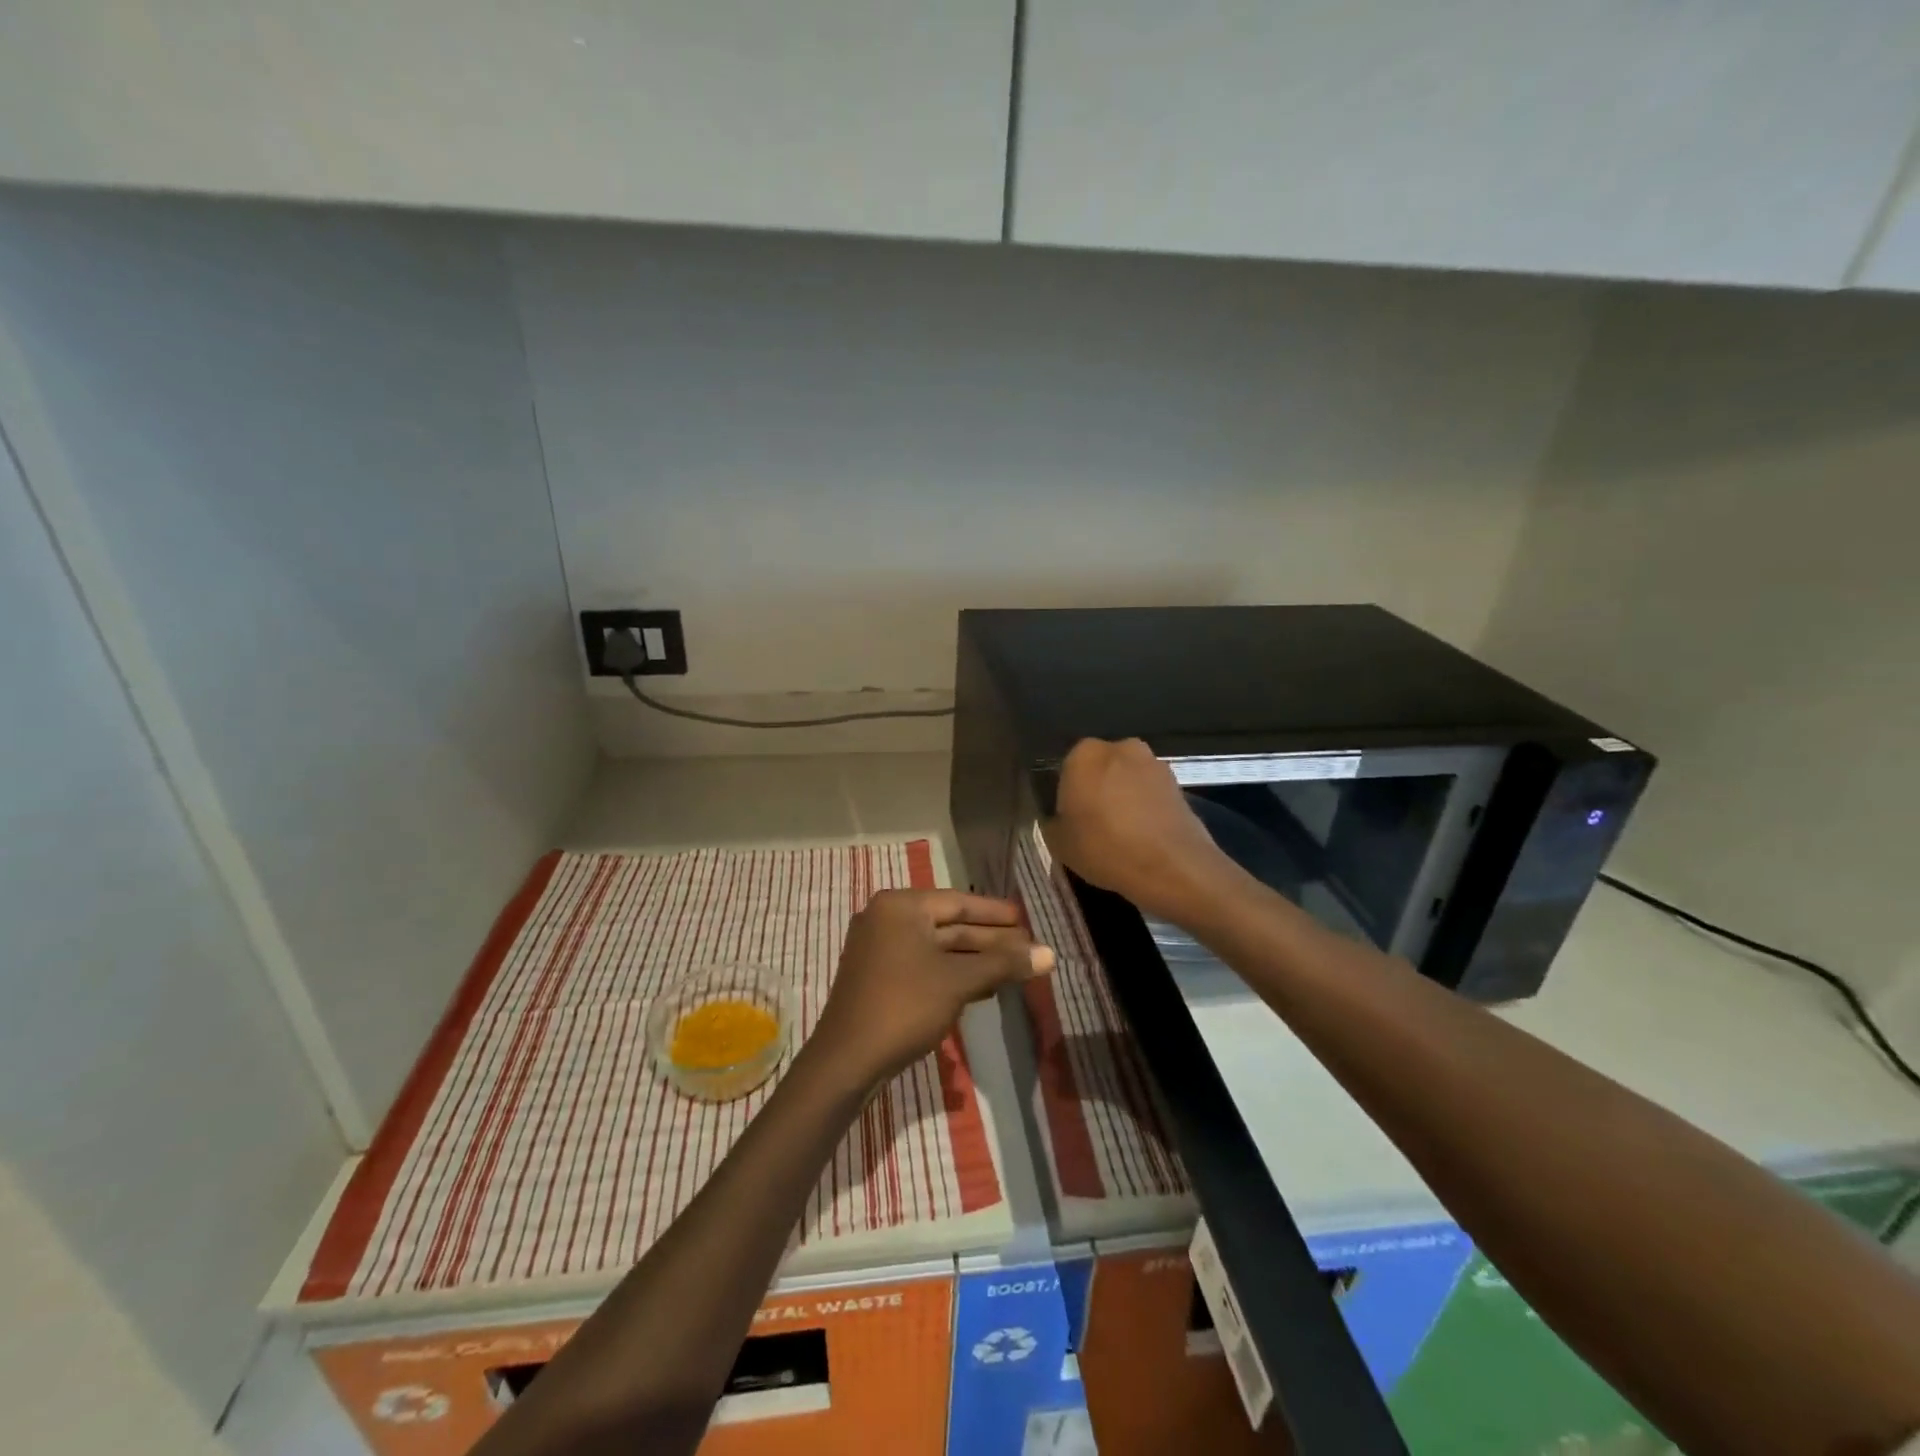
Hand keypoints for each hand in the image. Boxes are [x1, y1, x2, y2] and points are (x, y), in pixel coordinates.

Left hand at [808, 890, 1053, 1089]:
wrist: (847, 1060)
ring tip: (1015, 968)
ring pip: (938, 948)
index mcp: (900, 906)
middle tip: (1028, 948)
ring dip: (975, 959)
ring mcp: (880, 948)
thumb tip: (1050, 955)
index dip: (997, 914)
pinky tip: (984, 986)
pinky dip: (953, 973)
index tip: (1027, 921)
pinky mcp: (879, 976)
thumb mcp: (959, 981)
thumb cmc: (905, 1006)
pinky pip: (924, 965)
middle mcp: (887, 918)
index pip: (959, 902)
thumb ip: (1004, 964)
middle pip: (949, 925)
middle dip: (990, 940)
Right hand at [1043, 737, 1244, 922]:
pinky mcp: (1178, 784)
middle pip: (1099, 769)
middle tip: (1093, 826)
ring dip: (1123, 798)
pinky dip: (1145, 808)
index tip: (1069, 821)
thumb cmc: (1105, 848)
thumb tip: (1060, 819)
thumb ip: (1053, 822)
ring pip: (1127, 780)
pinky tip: (1143, 837)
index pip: (1065, 769)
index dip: (1066, 796)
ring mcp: (1153, 763)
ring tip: (1121, 834)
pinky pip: (1150, 794)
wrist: (1172, 867)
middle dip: (1096, 790)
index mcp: (1083, 754)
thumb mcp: (1058, 843)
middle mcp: (1120, 748)